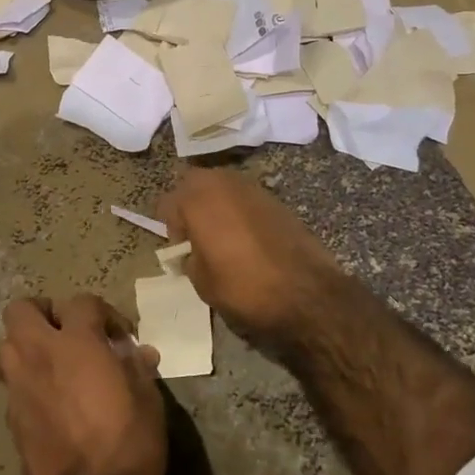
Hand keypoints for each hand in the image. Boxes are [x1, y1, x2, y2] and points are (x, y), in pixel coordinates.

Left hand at [0, 295, 166, 474]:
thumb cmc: (130, 440)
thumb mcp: (147, 397)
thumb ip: (136, 367)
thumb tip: (137, 353)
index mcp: (76, 342)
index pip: (81, 302)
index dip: (103, 314)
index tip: (119, 338)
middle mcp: (39, 356)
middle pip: (21, 310)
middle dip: (42, 314)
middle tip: (68, 333)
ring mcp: (19, 389)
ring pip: (7, 348)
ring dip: (27, 348)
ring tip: (55, 366)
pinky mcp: (12, 422)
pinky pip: (14, 388)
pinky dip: (29, 386)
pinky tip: (52, 405)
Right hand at [157, 168, 357, 347]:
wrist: (306, 292)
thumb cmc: (244, 287)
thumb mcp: (202, 282)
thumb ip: (190, 257)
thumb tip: (194, 251)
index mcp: (198, 198)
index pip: (168, 202)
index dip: (170, 227)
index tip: (180, 250)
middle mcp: (223, 182)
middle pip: (194, 184)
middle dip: (190, 206)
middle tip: (196, 237)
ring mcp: (252, 187)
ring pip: (221, 187)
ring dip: (216, 205)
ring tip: (222, 237)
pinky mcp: (275, 198)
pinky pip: (245, 198)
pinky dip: (239, 211)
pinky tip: (247, 238)